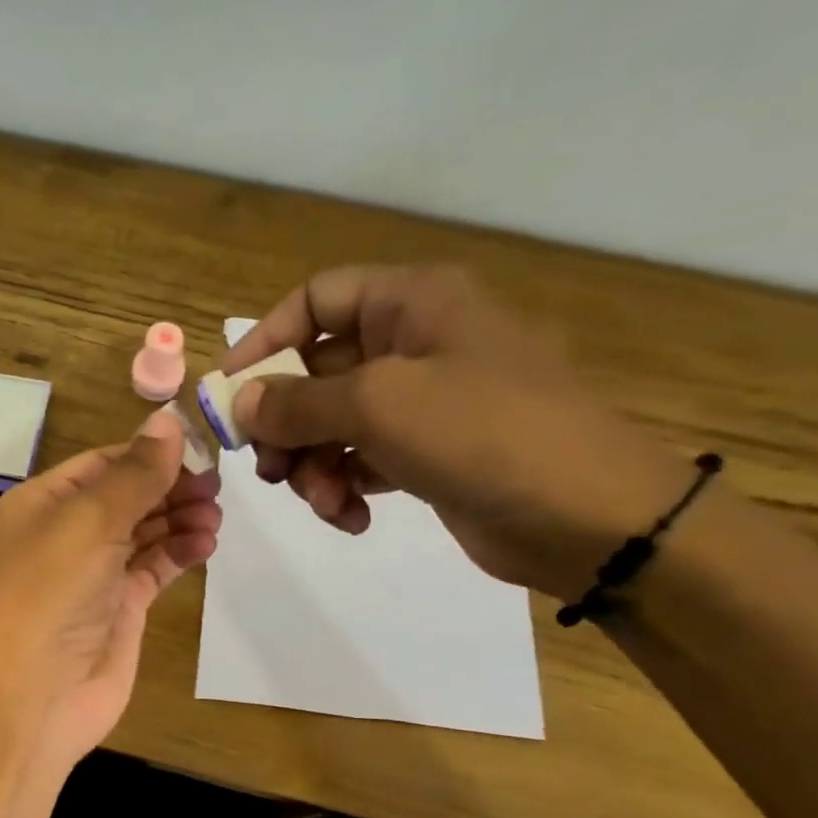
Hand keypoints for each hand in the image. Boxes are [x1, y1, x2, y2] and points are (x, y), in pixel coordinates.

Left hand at [0, 409, 221, 770]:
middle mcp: (65, 534)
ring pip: (145, 531)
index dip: (148, 454)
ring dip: (180, 519)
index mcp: (42, 503)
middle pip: (127, 496)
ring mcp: (93, 573)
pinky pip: (154, 568)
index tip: (199, 449)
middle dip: (169, 487)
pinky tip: (206, 543)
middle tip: (215, 486)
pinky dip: (180, 553)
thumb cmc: (51, 594)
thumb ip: (135, 474)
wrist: (35, 695)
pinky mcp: (119, 607)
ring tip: (214, 517)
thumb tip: (169, 421)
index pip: (102, 464)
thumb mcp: (90, 522)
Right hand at [226, 264, 692, 599]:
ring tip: (322, 501)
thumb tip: (241, 404)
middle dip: (286, 423)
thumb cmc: (485, 432)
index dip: (265, 340)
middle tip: (267, 467)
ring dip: (312, 466)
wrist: (588, 515)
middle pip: (316, 372)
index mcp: (412, 304)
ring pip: (333, 424)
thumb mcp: (380, 405)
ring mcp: (423, 402)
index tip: (228, 393)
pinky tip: (352, 518)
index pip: (316, 299)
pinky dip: (345, 489)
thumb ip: (298, 402)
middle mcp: (414, 344)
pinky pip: (361, 461)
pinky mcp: (427, 454)